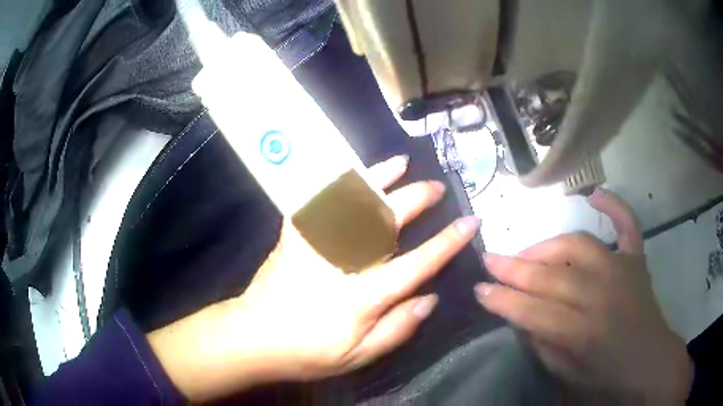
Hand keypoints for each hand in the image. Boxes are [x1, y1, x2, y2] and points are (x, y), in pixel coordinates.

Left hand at [147, 155, 480, 401]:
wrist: (253, 337)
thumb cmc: (308, 352)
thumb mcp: (358, 356)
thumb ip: (398, 328)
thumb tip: (429, 298)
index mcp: (363, 296)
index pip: (417, 264)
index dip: (447, 242)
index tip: (469, 222)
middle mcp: (342, 262)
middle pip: (387, 221)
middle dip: (417, 199)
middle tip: (436, 187)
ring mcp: (315, 244)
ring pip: (352, 202)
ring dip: (379, 178)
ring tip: (400, 163)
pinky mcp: (293, 237)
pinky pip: (315, 201)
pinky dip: (334, 183)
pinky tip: (348, 172)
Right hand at [476, 188, 692, 402]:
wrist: (647, 358)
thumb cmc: (604, 372)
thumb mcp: (565, 371)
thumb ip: (540, 342)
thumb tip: (517, 313)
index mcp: (582, 332)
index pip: (533, 311)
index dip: (502, 300)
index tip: (479, 288)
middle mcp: (601, 295)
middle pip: (551, 276)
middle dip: (514, 268)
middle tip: (489, 259)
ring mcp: (621, 269)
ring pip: (577, 245)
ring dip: (547, 246)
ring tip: (528, 251)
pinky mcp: (635, 258)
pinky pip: (626, 224)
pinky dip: (614, 206)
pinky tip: (595, 195)